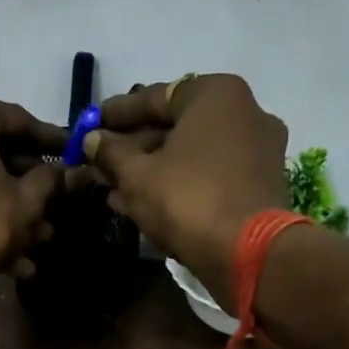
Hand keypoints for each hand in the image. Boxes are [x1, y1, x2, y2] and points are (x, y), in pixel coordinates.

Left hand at [0, 82, 63, 307]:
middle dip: (26, 182)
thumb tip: (72, 171)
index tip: (75, 156)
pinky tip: (9, 255)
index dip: (52, 143)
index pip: (19, 121)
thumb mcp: (27, 203)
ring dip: (5, 205)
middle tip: (57, 204)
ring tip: (39, 239)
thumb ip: (52, 180)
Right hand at [86, 75, 291, 300]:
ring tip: (110, 190)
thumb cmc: (189, 200)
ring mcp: (256, 152)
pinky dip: (176, 186)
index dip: (115, 114)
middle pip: (174, 128)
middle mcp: (244, 113)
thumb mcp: (137, 176)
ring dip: (149, 172)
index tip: (88, 125)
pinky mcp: (259, 187)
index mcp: (216, 94)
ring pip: (189, 157)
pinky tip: (140, 205)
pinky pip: (207, 178)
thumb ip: (111, 153)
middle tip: (97, 164)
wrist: (250, 255)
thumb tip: (92, 140)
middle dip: (132, 149)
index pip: (154, 97)